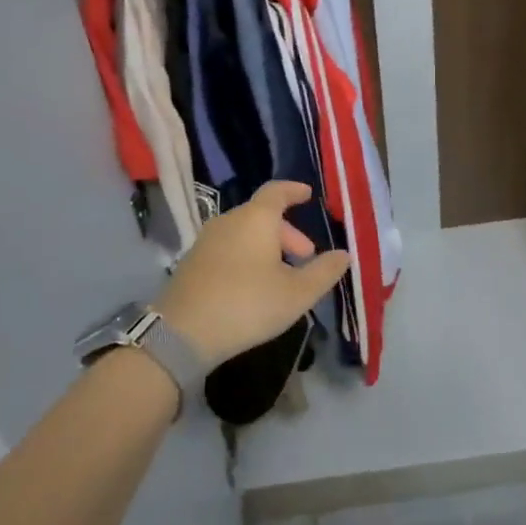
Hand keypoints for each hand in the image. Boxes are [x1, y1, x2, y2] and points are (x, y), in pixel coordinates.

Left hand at [155, 181, 350, 368]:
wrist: (182, 333)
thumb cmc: (247, 305)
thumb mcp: (297, 293)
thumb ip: (324, 272)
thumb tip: (343, 255)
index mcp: (256, 218)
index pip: (277, 191)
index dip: (294, 191)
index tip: (308, 195)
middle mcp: (229, 220)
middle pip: (262, 215)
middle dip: (287, 232)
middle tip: (305, 256)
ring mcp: (206, 240)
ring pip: (244, 232)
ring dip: (266, 246)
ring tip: (281, 274)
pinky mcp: (192, 262)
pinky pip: (227, 247)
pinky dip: (246, 256)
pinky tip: (252, 285)